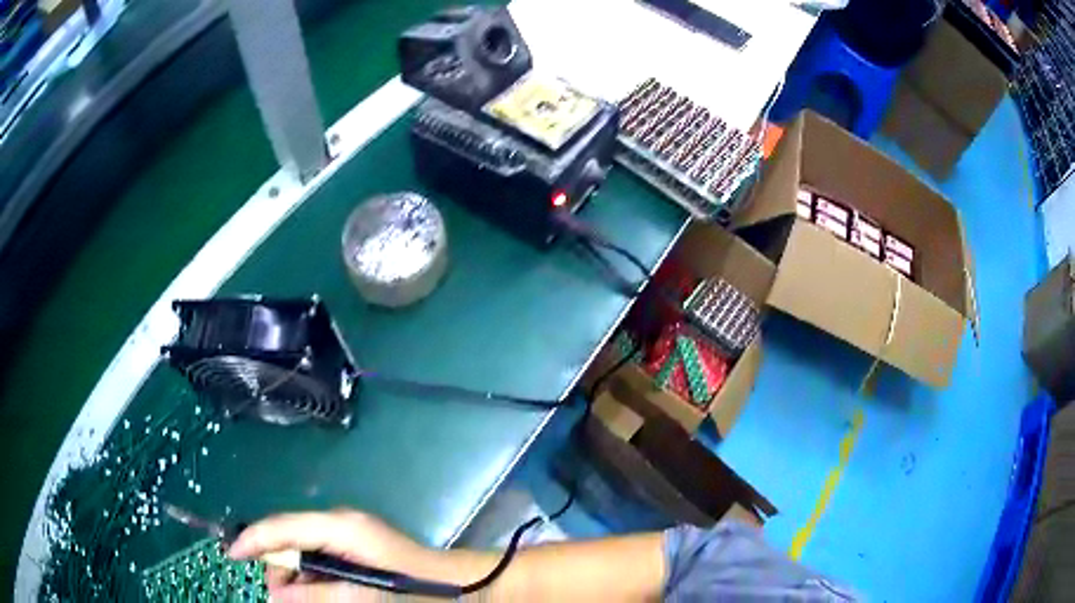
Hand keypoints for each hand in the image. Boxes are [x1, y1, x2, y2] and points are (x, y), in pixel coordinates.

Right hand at [228, 508, 435, 601]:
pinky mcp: (360, 546)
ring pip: (305, 550)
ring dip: (296, 575)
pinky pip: (323, 558)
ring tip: (301, 599)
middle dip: (278, 566)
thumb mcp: (362, 596)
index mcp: (339, 527)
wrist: (463, 585)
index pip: (283, 526)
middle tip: (280, 597)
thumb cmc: (415, 590)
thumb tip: (275, 595)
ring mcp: (351, 533)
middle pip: (291, 537)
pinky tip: (319, 594)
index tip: (231, 555)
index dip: (253, 539)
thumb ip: (316, 594)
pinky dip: (314, 577)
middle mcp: (341, 523)